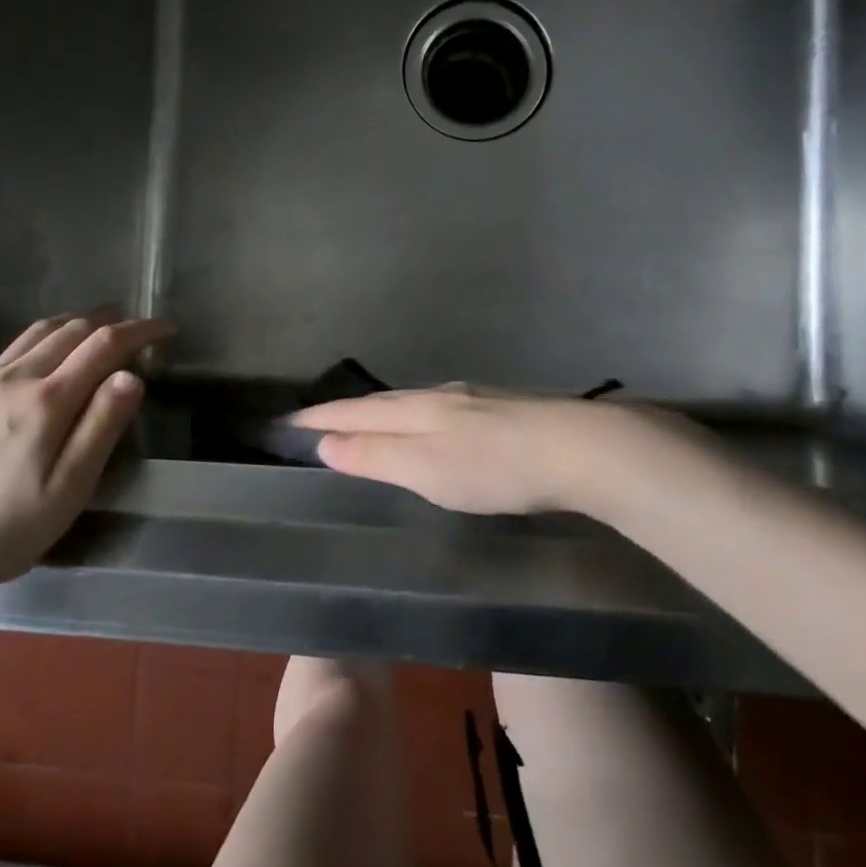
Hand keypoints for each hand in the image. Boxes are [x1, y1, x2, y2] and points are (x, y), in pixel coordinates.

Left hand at [0, 313, 172, 599]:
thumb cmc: (3, 528)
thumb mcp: (67, 490)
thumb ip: (100, 428)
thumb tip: (132, 376)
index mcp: (48, 400)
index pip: (104, 345)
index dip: (140, 331)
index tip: (166, 329)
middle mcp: (18, 378)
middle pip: (73, 329)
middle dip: (113, 321)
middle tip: (140, 328)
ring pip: (42, 331)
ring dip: (79, 321)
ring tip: (103, 328)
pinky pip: (18, 344)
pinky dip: (49, 333)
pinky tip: (52, 350)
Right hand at [291, 386, 717, 517]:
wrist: (578, 448)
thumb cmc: (494, 467)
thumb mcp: (426, 469)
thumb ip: (375, 456)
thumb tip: (324, 444)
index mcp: (417, 410)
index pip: (355, 412)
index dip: (320, 418)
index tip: (287, 422)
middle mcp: (440, 396)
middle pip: (382, 401)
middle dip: (346, 411)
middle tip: (318, 421)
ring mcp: (474, 399)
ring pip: (414, 402)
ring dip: (383, 412)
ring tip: (367, 423)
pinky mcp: (502, 409)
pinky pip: (441, 409)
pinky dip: (417, 417)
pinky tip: (431, 428)